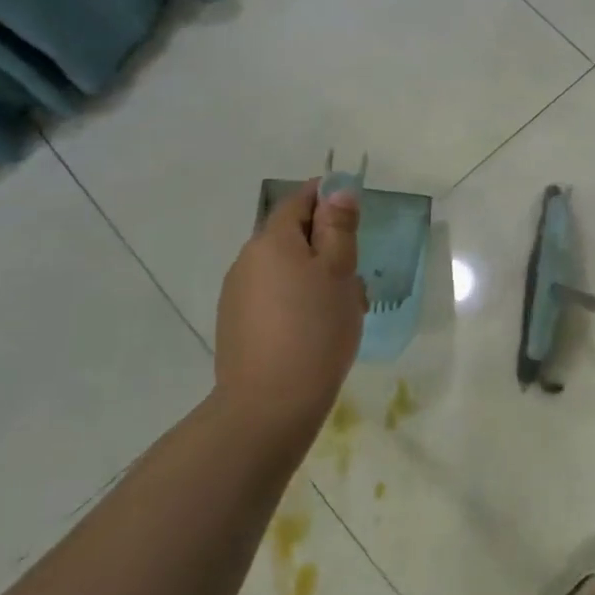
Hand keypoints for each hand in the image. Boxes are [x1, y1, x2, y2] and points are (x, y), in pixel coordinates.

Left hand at [214, 179, 364, 442]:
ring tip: (343, 310)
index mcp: (271, 240)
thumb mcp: (340, 272)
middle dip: (327, 247)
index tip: (355, 213)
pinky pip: (275, 297)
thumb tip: (338, 190)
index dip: (328, 197)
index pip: (299, 201)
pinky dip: (298, 301)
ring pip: (286, 270)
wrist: (270, 403)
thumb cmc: (316, 329)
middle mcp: (248, 260)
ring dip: (315, 277)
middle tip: (357, 275)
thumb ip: (339, 228)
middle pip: (292, 237)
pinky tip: (317, 331)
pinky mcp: (237, 324)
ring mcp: (238, 294)